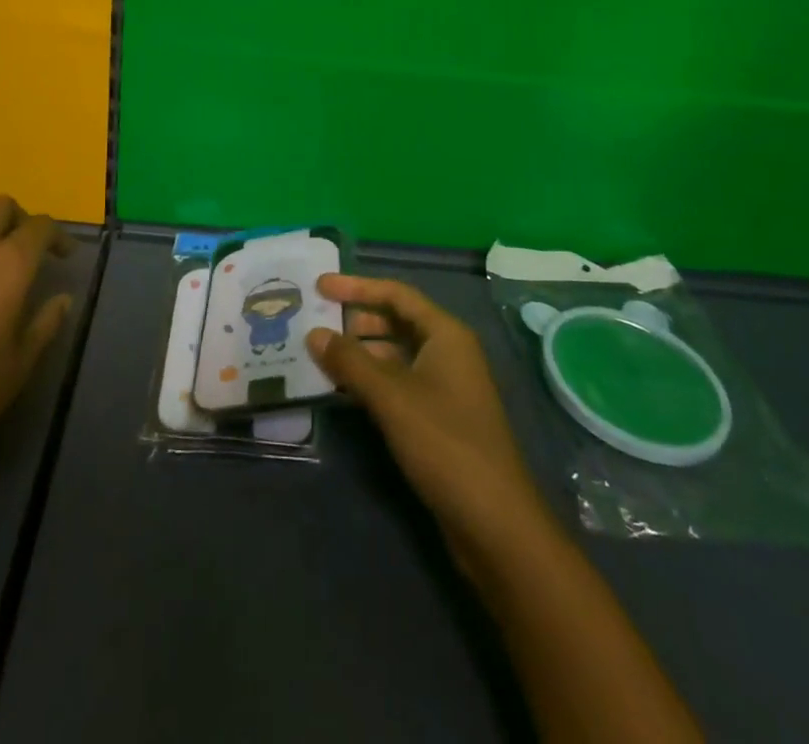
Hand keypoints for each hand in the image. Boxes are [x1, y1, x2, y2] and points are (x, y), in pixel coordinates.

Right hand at [309, 275, 551, 578]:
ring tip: (321, 355)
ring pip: (396, 354)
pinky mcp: (439, 418)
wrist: (494, 523)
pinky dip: (371, 380)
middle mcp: (448, 352)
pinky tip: (342, 389)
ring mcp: (446, 386)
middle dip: (356, 319)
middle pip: (396, 321)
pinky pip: (399, 383)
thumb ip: (350, 361)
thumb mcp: (391, 397)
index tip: (319, 285)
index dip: (356, 287)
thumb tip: (314, 333)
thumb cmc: (444, 443)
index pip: (396, 294)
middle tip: (316, 321)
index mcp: (446, 335)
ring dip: (360, 352)